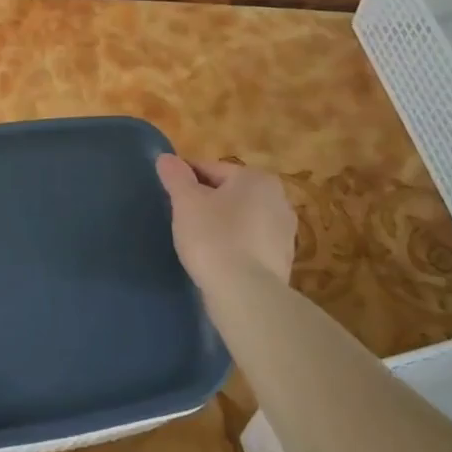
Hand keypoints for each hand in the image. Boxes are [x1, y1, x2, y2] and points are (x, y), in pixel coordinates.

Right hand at [155, 156, 296, 296]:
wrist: (246, 294)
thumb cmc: (214, 237)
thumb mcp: (186, 202)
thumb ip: (175, 176)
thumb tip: (166, 158)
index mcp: (256, 178)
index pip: (211, 169)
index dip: (185, 179)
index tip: (168, 194)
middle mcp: (278, 199)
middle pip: (229, 193)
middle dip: (206, 201)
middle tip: (180, 218)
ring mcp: (285, 232)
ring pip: (241, 219)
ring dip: (220, 224)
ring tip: (196, 240)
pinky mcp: (283, 260)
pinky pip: (250, 243)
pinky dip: (233, 246)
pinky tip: (216, 259)